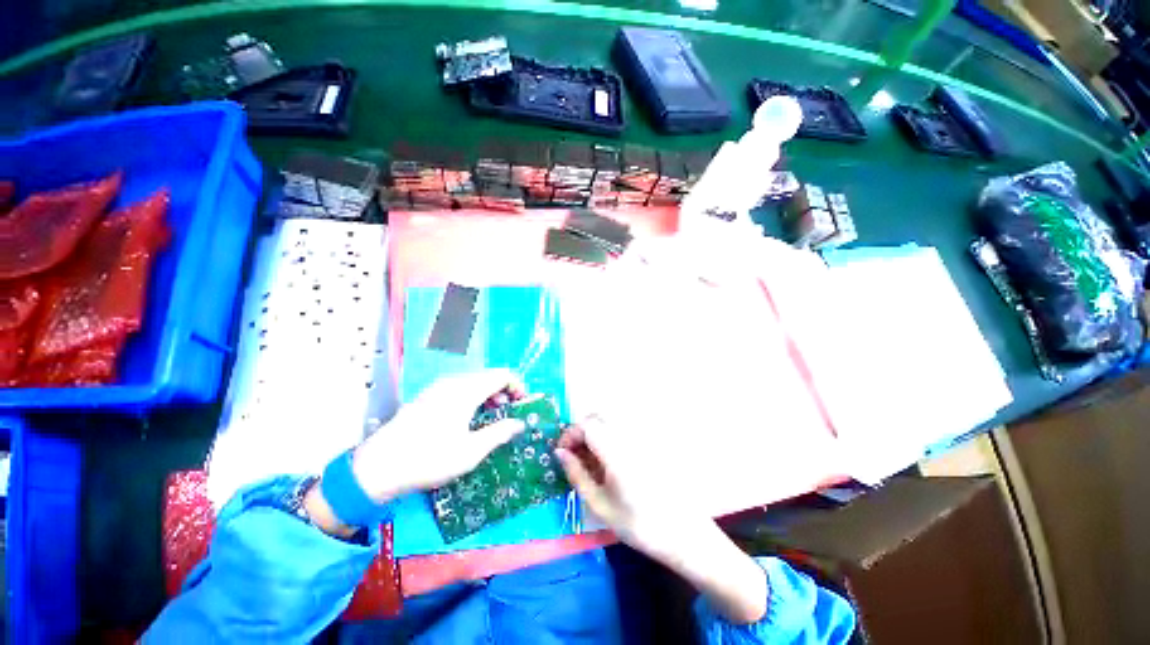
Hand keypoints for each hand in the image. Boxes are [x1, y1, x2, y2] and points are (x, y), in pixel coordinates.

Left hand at [351, 370, 526, 501]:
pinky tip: (469, 417)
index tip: (523, 403)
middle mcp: (453, 382)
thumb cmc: (429, 459)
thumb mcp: (470, 451)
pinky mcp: (428, 396)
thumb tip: (518, 423)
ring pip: (474, 381)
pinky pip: (460, 387)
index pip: (502, 374)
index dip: (518, 385)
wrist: (378, 467)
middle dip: (504, 391)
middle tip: (509, 413)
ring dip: (489, 394)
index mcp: (467, 390)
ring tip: (492, 416)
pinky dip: (473, 396)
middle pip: (489, 376)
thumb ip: (499, 433)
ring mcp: (438, 387)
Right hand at [555, 416, 690, 559]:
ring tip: (589, 461)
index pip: (586, 424)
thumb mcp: (600, 505)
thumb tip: (560, 453)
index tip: (561, 453)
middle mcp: (628, 436)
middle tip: (573, 456)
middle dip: (580, 432)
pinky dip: (608, 438)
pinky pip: (621, 431)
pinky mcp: (648, 443)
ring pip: (609, 422)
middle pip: (597, 418)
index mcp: (615, 450)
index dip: (569, 434)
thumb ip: (577, 474)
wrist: (683, 534)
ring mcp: (641, 437)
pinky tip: (608, 462)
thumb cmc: (638, 524)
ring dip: (594, 434)